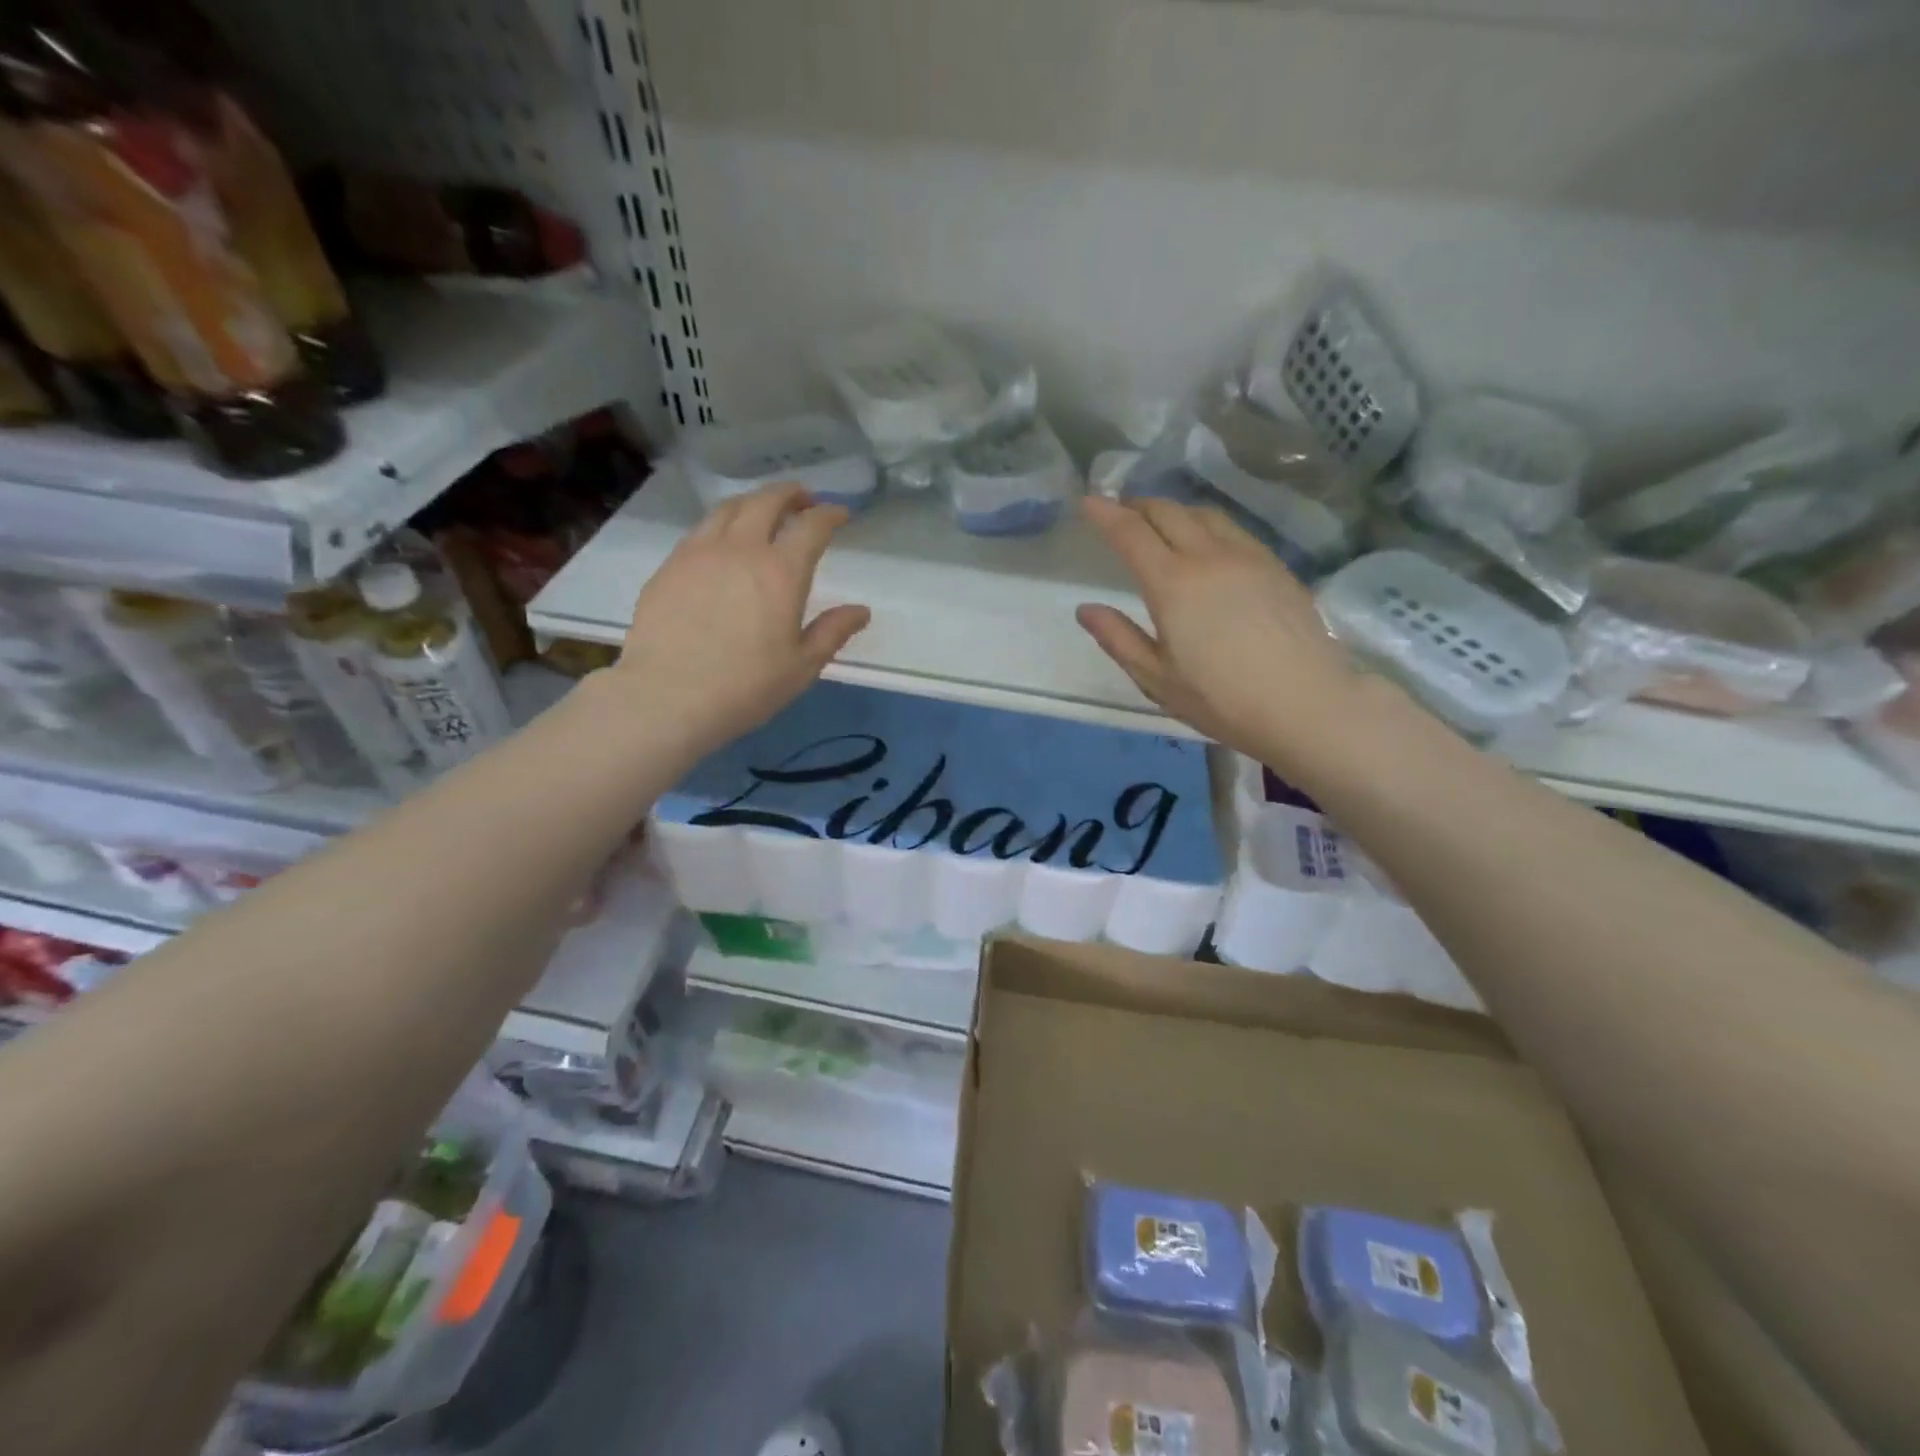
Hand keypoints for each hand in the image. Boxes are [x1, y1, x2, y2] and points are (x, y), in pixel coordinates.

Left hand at [611, 483, 869, 748]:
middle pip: (766, 501)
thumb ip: (833, 632)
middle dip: (790, 494)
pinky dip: (722, 524)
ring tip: (763, 510)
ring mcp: (699, 552)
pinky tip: (723, 542)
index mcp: (781, 571)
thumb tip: (860, 611)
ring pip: (729, 508)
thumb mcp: (802, 666)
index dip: (829, 514)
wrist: (667, 697)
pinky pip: (701, 530)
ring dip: (753, 501)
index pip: (811, 526)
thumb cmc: (745, 687)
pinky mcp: (669, 566)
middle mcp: (740, 549)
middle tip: (803, 499)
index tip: (840, 514)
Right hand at [1076, 496, 1383, 769]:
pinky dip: (1206, 524)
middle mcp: (1209, 557)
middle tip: (1120, 512)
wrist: (1307, 704)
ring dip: (1174, 510)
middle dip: (1137, 506)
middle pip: (1168, 512)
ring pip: (1204, 514)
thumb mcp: (1157, 679)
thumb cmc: (1222, 699)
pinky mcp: (1276, 566)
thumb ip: (1118, 639)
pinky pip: (1233, 528)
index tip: (1087, 501)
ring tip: (1160, 523)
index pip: (1130, 533)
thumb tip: (1085, 609)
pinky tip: (1207, 543)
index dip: (1105, 513)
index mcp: (1172, 584)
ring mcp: (1248, 556)